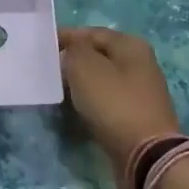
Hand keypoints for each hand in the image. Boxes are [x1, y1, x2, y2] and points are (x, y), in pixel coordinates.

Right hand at [58, 26, 182, 165]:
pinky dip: (89, 103)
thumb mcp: (85, 66)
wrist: (146, 155)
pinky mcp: (136, 116)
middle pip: (97, 56)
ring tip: (57, 91)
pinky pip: (106, 102)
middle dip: (72, 61)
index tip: (41, 48)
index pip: (90, 32)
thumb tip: (72, 50)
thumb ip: (73, 49)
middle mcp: (140, 64)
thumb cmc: (114, 103)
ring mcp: (140, 92)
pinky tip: (74, 109)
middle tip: (47, 71)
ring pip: (101, 80)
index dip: (65, 37)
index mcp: (131, 45)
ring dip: (79, 84)